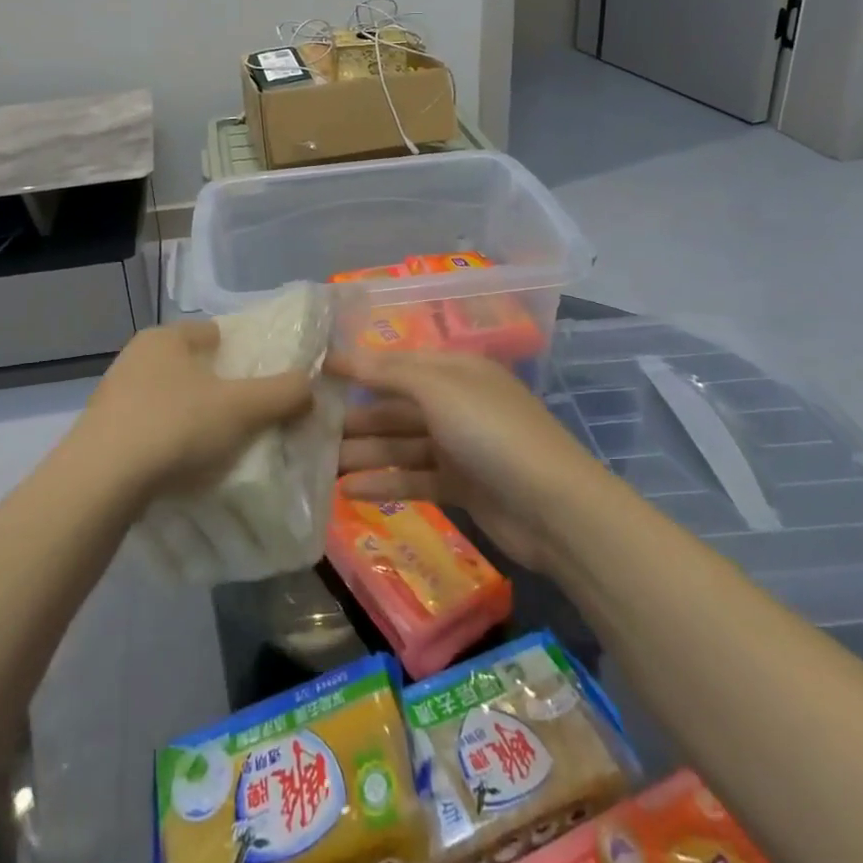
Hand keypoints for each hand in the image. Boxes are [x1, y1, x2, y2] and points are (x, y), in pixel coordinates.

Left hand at [75, 321, 314, 500]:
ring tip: (221, 448)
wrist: (100, 483)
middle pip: (192, 368)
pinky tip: (184, 469)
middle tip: (249, 418)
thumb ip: (283, 393)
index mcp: (165, 338)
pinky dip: (169, 444)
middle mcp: (135, 358)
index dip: (244, 353)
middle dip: (219, 389)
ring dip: (193, 419)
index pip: (214, 333)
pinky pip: (149, 431)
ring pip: (170, 400)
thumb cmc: (176, 426)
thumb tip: (310, 386)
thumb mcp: (242, 408)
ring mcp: (114, 397)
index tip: (264, 381)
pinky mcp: (102, 434)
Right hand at [331, 349, 593, 569]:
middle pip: (395, 407)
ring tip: (319, 466)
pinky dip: (385, 482)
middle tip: (308, 431)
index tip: (314, 376)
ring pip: (400, 444)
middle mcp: (455, 403)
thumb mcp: (439, 390)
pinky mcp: (461, 486)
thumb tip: (340, 354)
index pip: (396, 364)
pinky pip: (414, 478)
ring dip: (364, 453)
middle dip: (355, 418)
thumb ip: (388, 372)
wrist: (555, 508)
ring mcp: (458, 446)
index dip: (357, 368)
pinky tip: (348, 491)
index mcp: (455, 371)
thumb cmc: (493, 433)